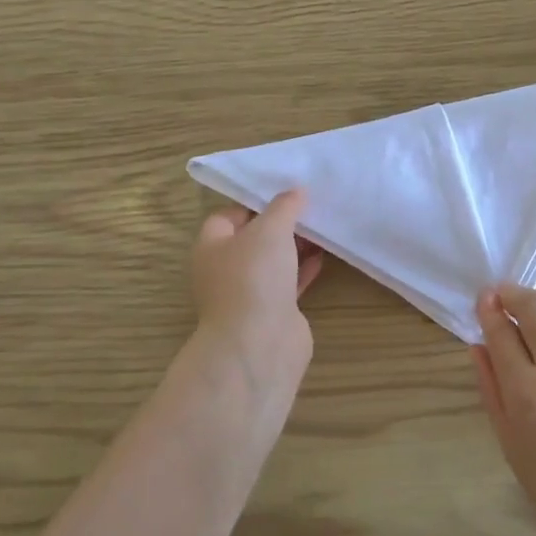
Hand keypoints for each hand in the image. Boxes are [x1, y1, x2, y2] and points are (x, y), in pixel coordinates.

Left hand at [187, 189, 324, 395]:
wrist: (259, 344)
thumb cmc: (254, 277)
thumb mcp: (270, 229)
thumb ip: (284, 206)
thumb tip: (295, 191)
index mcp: (211, 246)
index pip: (228, 215)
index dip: (254, 202)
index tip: (283, 192)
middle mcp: (225, 269)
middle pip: (253, 238)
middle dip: (279, 223)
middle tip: (308, 207)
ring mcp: (249, 293)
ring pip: (273, 261)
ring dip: (294, 246)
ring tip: (321, 226)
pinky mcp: (272, 312)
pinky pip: (288, 282)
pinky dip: (303, 269)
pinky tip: (323, 256)